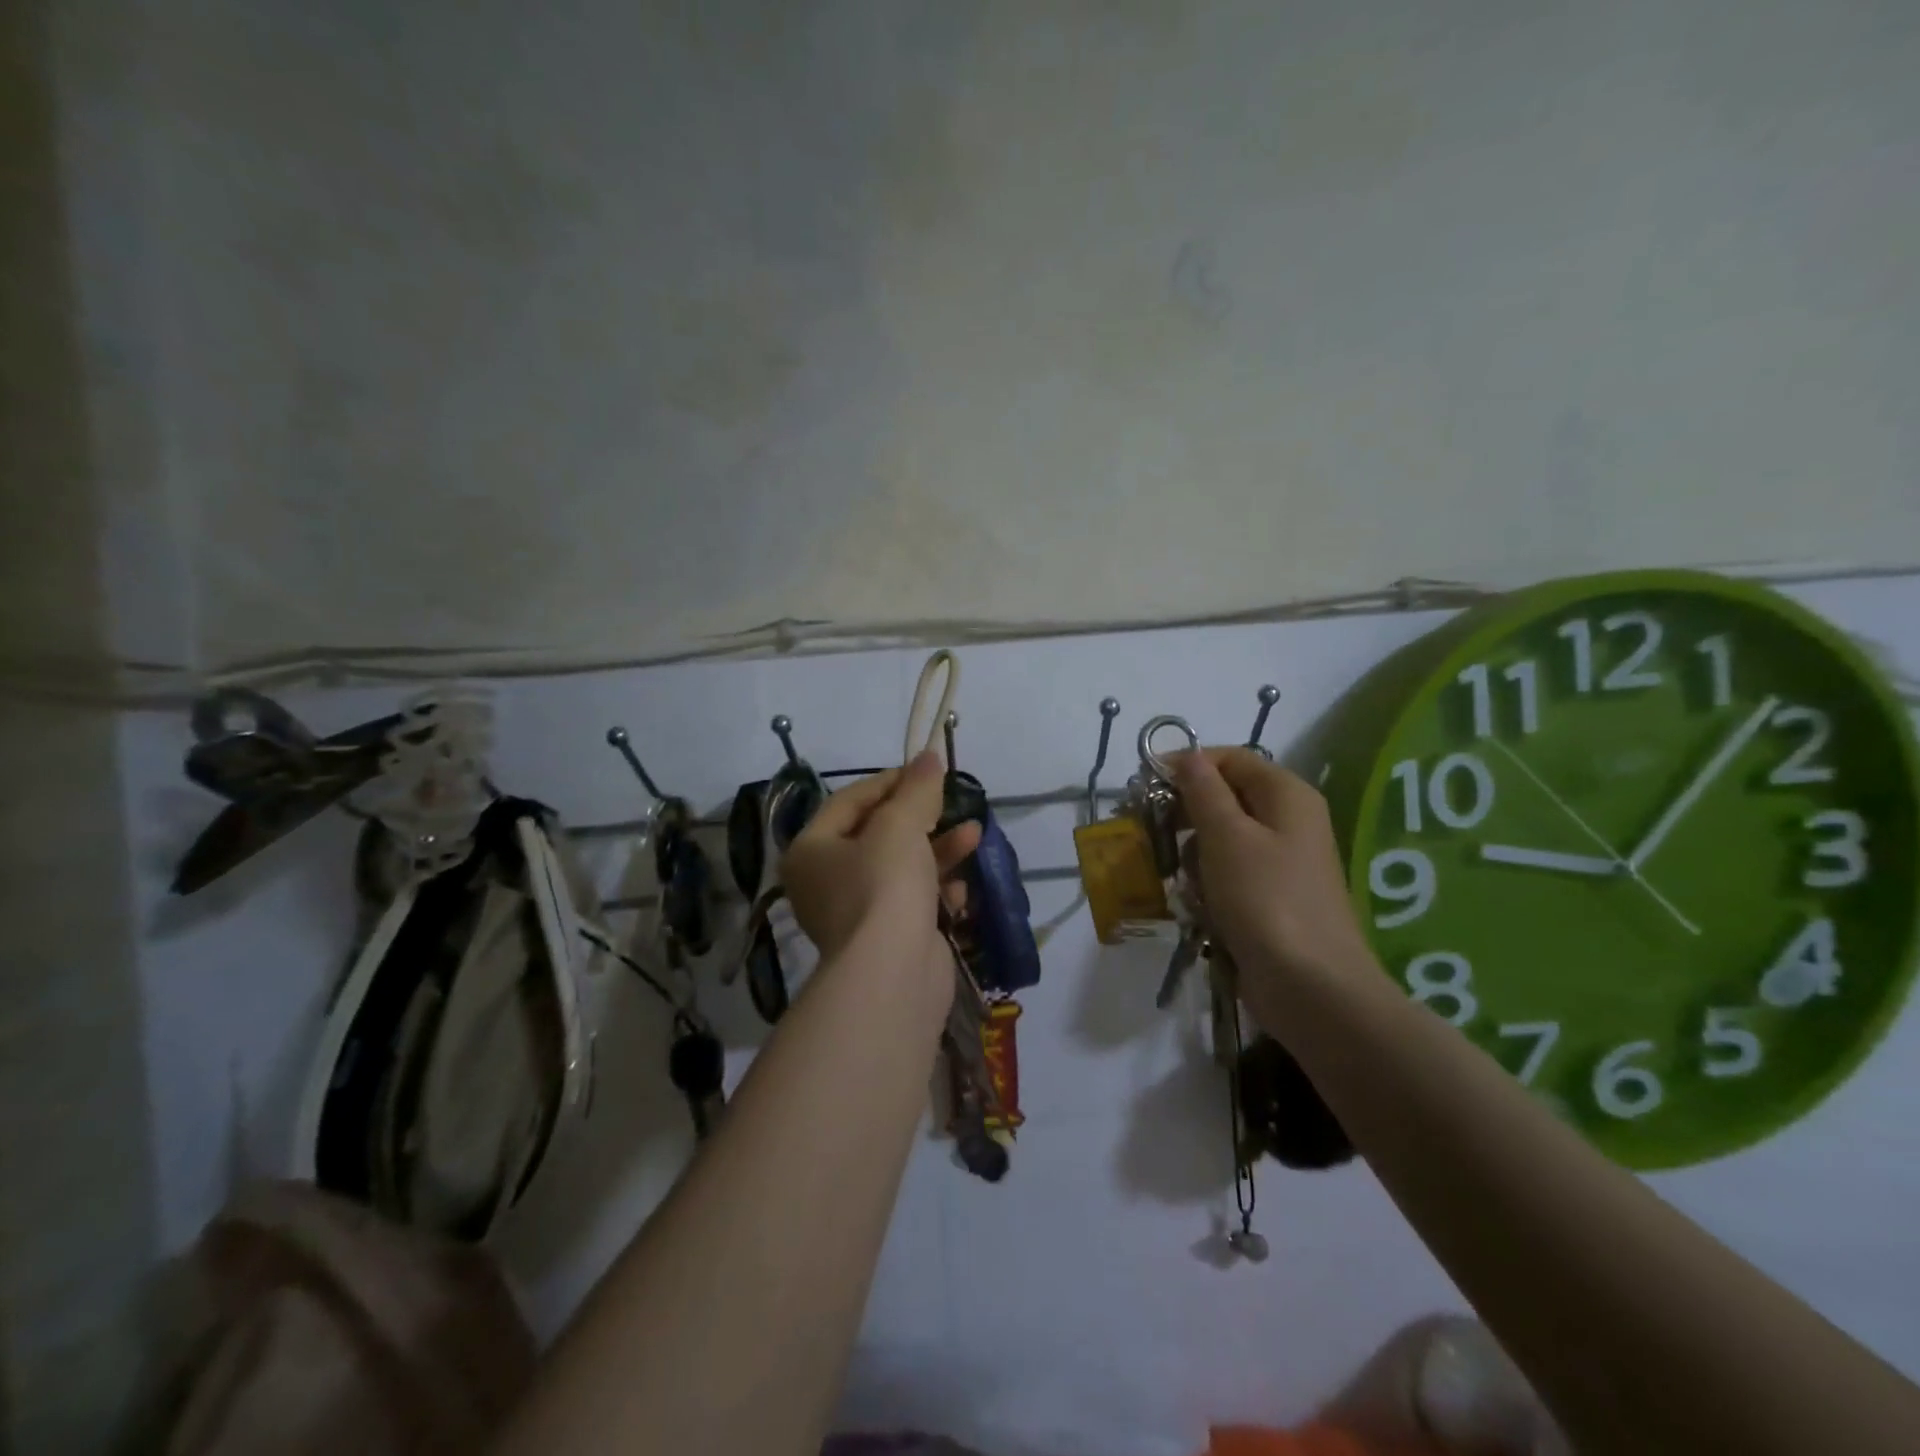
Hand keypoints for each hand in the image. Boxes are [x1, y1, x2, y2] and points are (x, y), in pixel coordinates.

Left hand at [780, 751, 981, 962]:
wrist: (893, 974)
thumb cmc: (884, 885)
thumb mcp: (900, 825)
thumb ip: (916, 788)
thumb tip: (928, 755)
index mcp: (811, 850)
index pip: (849, 801)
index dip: (890, 781)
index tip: (927, 772)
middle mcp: (826, 881)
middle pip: (878, 834)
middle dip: (921, 817)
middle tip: (951, 802)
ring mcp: (858, 913)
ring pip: (901, 868)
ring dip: (938, 849)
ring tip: (974, 834)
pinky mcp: (888, 938)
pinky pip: (914, 901)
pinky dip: (938, 890)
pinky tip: (962, 888)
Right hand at [1173, 747, 1370, 985]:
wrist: (1309, 986)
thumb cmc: (1265, 898)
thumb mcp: (1226, 835)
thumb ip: (1202, 790)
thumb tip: (1186, 755)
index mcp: (1286, 795)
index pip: (1231, 759)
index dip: (1189, 765)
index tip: (1147, 786)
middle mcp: (1288, 821)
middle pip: (1225, 799)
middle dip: (1186, 816)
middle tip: (1154, 835)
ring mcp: (1281, 863)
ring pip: (1221, 841)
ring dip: (1194, 857)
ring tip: (1186, 883)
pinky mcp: (1269, 898)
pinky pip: (1228, 876)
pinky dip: (1208, 887)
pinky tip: (1198, 908)